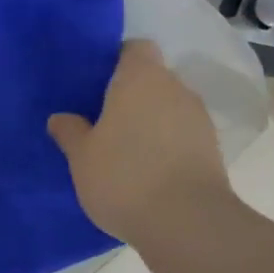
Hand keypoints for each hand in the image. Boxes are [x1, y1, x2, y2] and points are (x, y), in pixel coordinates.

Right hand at [47, 40, 236, 247]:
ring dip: (150, 121)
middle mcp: (175, 89)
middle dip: (131, 94)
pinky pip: (181, 134)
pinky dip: (166, 144)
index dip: (116, 60)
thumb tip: (61, 117)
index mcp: (141, 78)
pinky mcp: (212, 150)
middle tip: (102, 118)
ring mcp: (198, 119)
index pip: (134, 48)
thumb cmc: (124, 176)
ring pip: (168, 107)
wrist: (187, 224)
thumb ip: (70, 132)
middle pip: (152, 78)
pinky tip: (146, 169)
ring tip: (124, 148)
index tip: (96, 82)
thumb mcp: (81, 156)